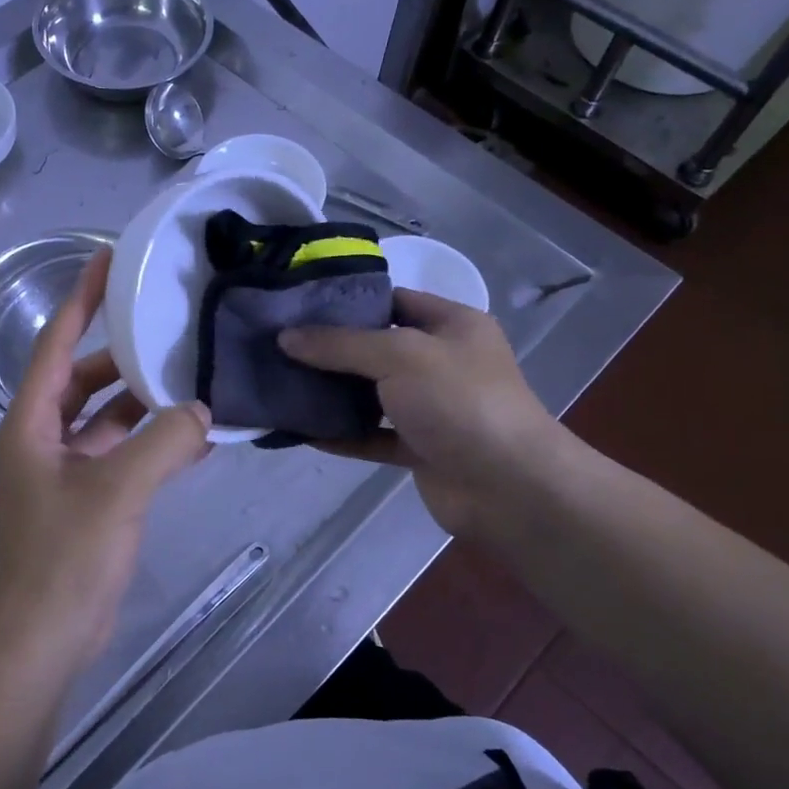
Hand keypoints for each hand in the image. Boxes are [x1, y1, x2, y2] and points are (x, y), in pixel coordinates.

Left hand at [0, 249, 211, 675]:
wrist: (43, 639)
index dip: (80, 299)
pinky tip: (194, 438)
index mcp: (30, 422)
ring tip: (192, 378)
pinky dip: (151, 443)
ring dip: (143, 403)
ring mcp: (63, 470)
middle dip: (122, 355)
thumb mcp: (117, 491)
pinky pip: (120, 454)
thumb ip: (164, 442)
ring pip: (106, 418)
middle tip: (169, 327)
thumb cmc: (65, 557)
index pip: (56, 343)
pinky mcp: (86, 499)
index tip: (107, 259)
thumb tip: (202, 410)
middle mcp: (41, 437)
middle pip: (84, 378)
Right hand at [278, 288, 567, 543]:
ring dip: (333, 393)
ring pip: (372, 394)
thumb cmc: (460, 402)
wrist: (510, 488)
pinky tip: (302, 431)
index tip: (298, 306)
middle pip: (377, 348)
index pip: (393, 300)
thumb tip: (286, 337)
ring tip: (282, 384)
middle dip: (331, 349)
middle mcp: (442, 362)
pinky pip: (372, 435)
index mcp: (451, 325)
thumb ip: (340, 344)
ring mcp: (432, 408)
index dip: (348, 301)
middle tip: (279, 345)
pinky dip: (342, 434)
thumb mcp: (399, 355)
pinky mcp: (420, 448)